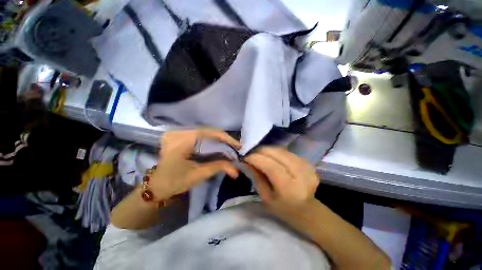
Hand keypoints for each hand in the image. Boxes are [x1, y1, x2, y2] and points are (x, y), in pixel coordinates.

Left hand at [149, 129, 240, 199]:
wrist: (156, 185)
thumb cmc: (175, 182)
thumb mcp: (199, 175)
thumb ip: (219, 167)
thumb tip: (236, 169)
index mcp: (181, 141)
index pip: (209, 134)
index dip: (226, 139)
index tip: (238, 146)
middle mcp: (179, 132)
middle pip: (208, 131)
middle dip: (224, 139)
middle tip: (235, 147)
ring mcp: (178, 132)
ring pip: (205, 131)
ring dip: (218, 139)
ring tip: (229, 147)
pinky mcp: (179, 135)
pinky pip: (200, 134)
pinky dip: (211, 139)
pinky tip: (218, 145)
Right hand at [244, 147, 318, 206]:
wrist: (307, 210)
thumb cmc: (283, 208)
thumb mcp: (266, 197)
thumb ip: (257, 177)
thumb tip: (246, 161)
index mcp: (289, 189)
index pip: (271, 166)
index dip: (256, 158)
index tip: (245, 156)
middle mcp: (301, 175)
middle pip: (277, 154)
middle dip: (261, 151)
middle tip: (251, 153)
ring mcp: (307, 167)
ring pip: (282, 150)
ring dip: (268, 150)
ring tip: (259, 153)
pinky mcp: (308, 163)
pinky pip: (287, 152)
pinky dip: (276, 152)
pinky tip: (271, 156)